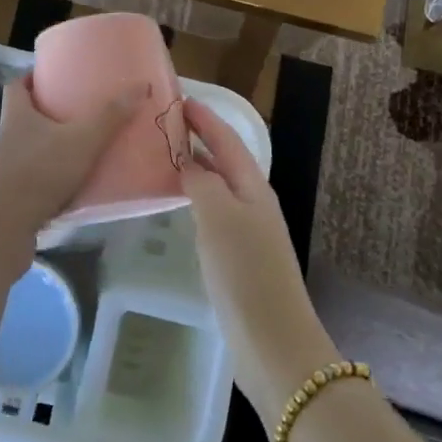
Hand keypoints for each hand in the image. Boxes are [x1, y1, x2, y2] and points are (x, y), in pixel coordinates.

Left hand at [0, 76, 141, 243]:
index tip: (50, 75)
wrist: (2, 224)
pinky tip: (68, 189)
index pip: (16, 86)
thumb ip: (110, 116)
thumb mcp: (82, 140)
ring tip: (76, 152)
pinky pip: (29, 182)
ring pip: (25, 151)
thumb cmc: (40, 170)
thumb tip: (140, 86)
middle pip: (21, 118)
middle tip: (74, 114)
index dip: (31, 79)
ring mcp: (3, 170)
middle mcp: (5, 139)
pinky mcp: (7, 199)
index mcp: (17, 116)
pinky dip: (46, 181)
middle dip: (44, 115)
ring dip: (46, 150)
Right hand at [183, 100, 340, 429]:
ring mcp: (248, 232)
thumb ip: (202, 182)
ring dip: (197, 167)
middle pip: (225, 160)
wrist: (274, 343)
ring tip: (166, 156)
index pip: (226, 140)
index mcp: (252, 187)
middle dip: (200, 138)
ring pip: (219, 186)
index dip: (204, 118)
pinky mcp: (239, 259)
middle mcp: (253, 203)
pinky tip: (179, 205)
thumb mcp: (219, 218)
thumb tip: (188, 162)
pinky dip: (195, 197)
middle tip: (166, 123)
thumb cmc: (246, 273)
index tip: (178, 98)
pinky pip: (213, 212)